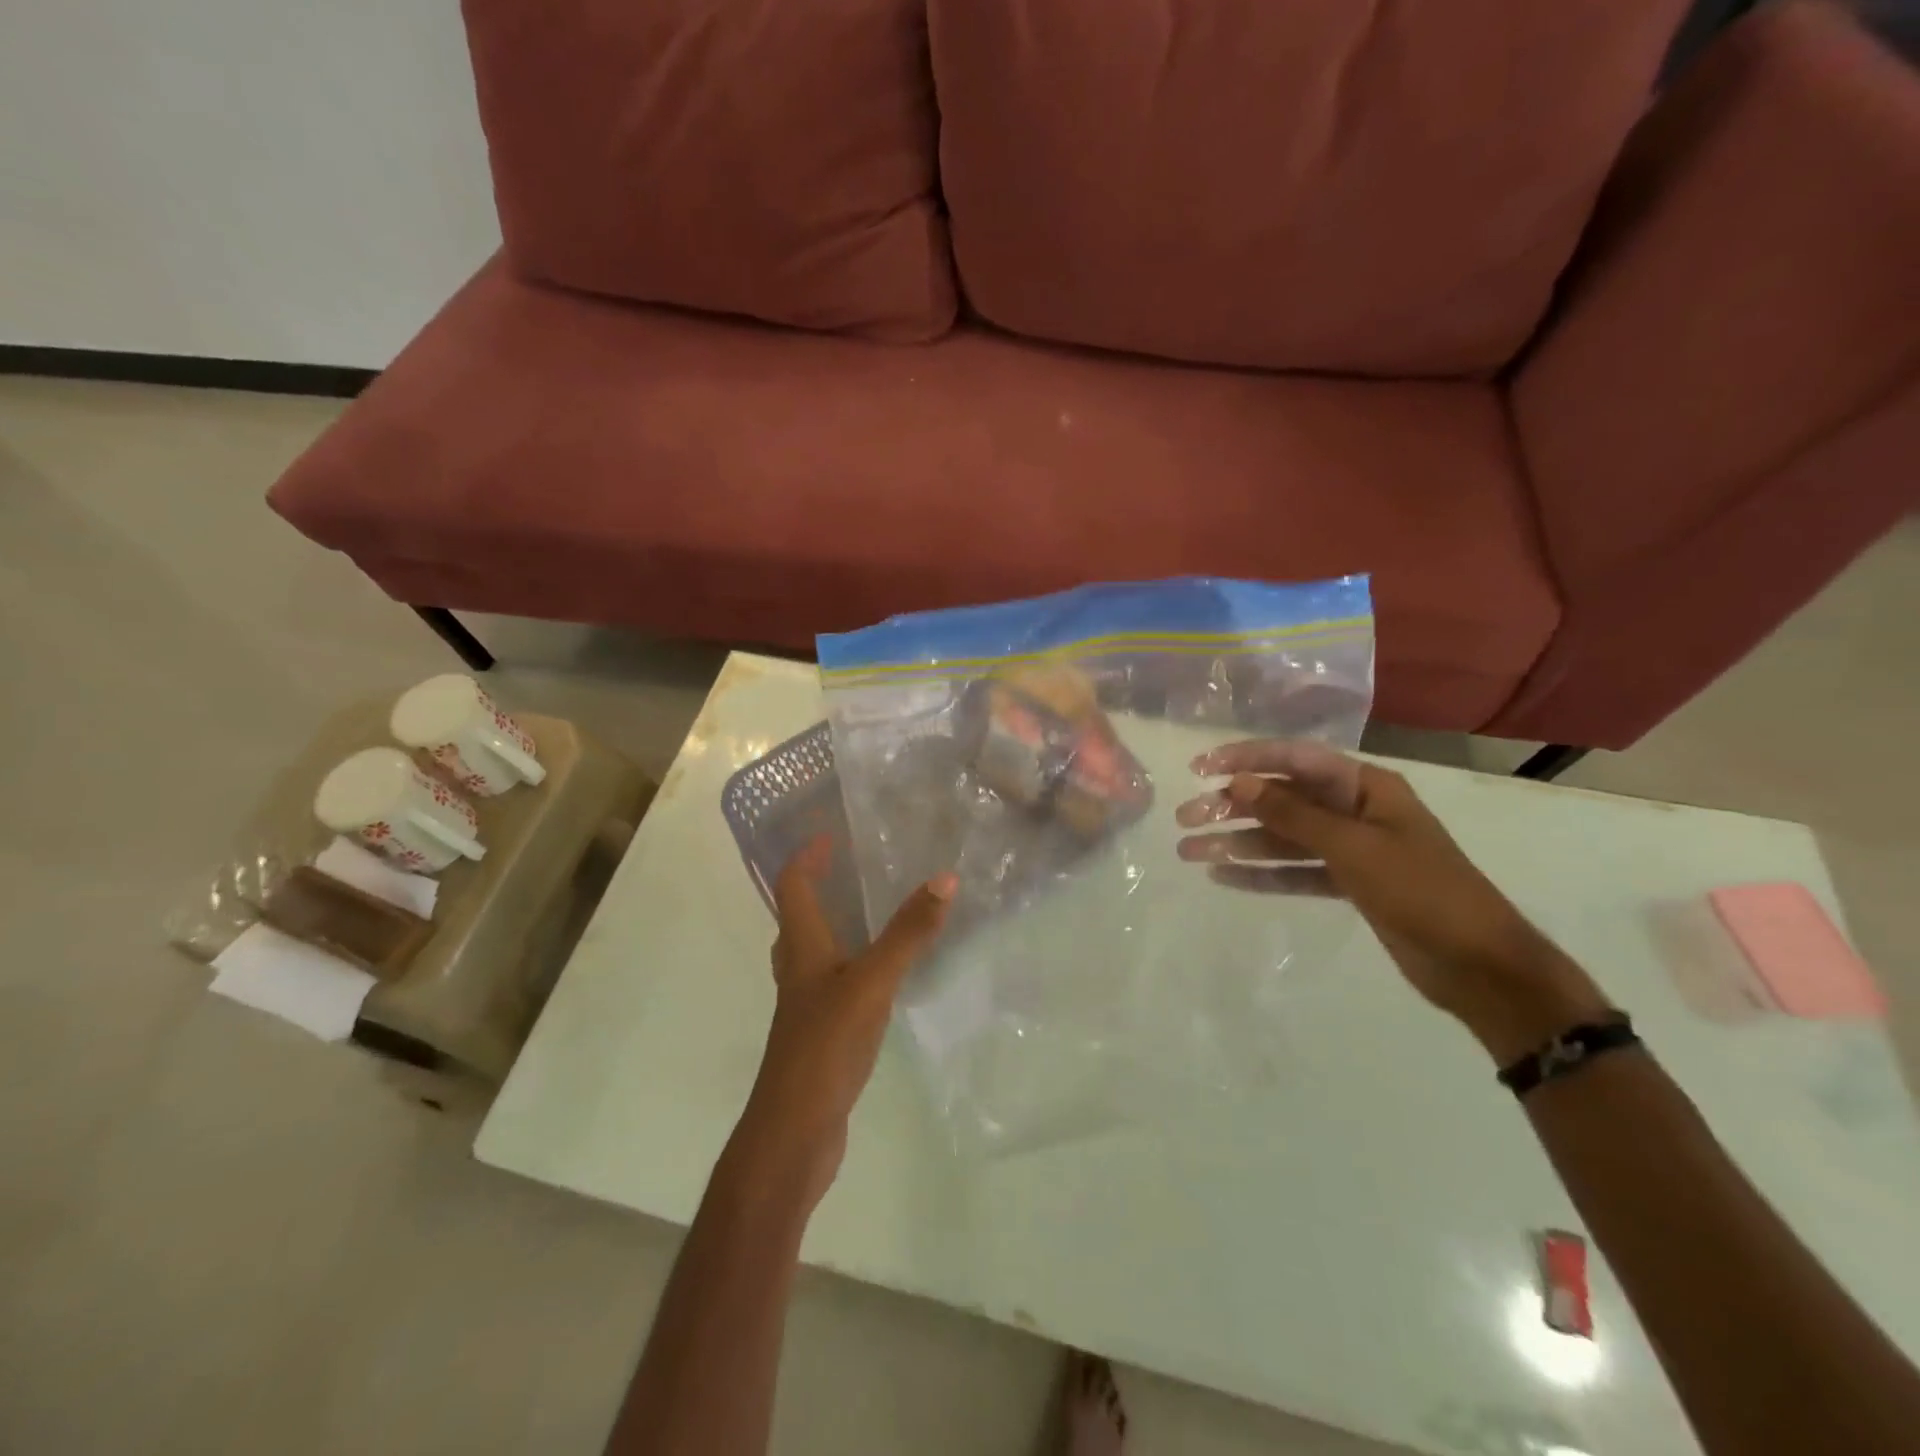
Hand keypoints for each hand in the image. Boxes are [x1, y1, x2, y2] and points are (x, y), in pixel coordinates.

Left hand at [735, 838, 955, 1205]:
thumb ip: (908, 933)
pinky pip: (834, 985)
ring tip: (871, 914)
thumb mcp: (872, 983)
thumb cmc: (824, 1047)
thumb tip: (944, 878)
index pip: (792, 887)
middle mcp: (798, 972)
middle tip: (852, 869)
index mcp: (801, 950)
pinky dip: (852, 966)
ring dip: (834, 927)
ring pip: (814, 954)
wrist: (793, 1133)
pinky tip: (882, 978)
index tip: (830, 835)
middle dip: (818, 888)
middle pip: (797, 918)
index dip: (806, 857)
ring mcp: (806, 1008)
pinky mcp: (821, 1036)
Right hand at [1176, 741, 1611, 1062]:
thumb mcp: (1354, 848)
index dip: (1246, 759)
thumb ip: (1293, 814)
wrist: (1481, 967)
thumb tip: (1238, 783)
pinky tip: (1225, 877)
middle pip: (1283, 800)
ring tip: (1190, 853)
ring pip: (1283, 838)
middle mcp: (1355, 811)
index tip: (1200, 769)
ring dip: (1238, 844)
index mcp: (1366, 787)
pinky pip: (1296, 871)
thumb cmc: (1422, 892)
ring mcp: (1352, 849)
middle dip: (1232, 808)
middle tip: (1185, 820)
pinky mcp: (1349, 884)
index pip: (1295, 760)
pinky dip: (1263, 874)